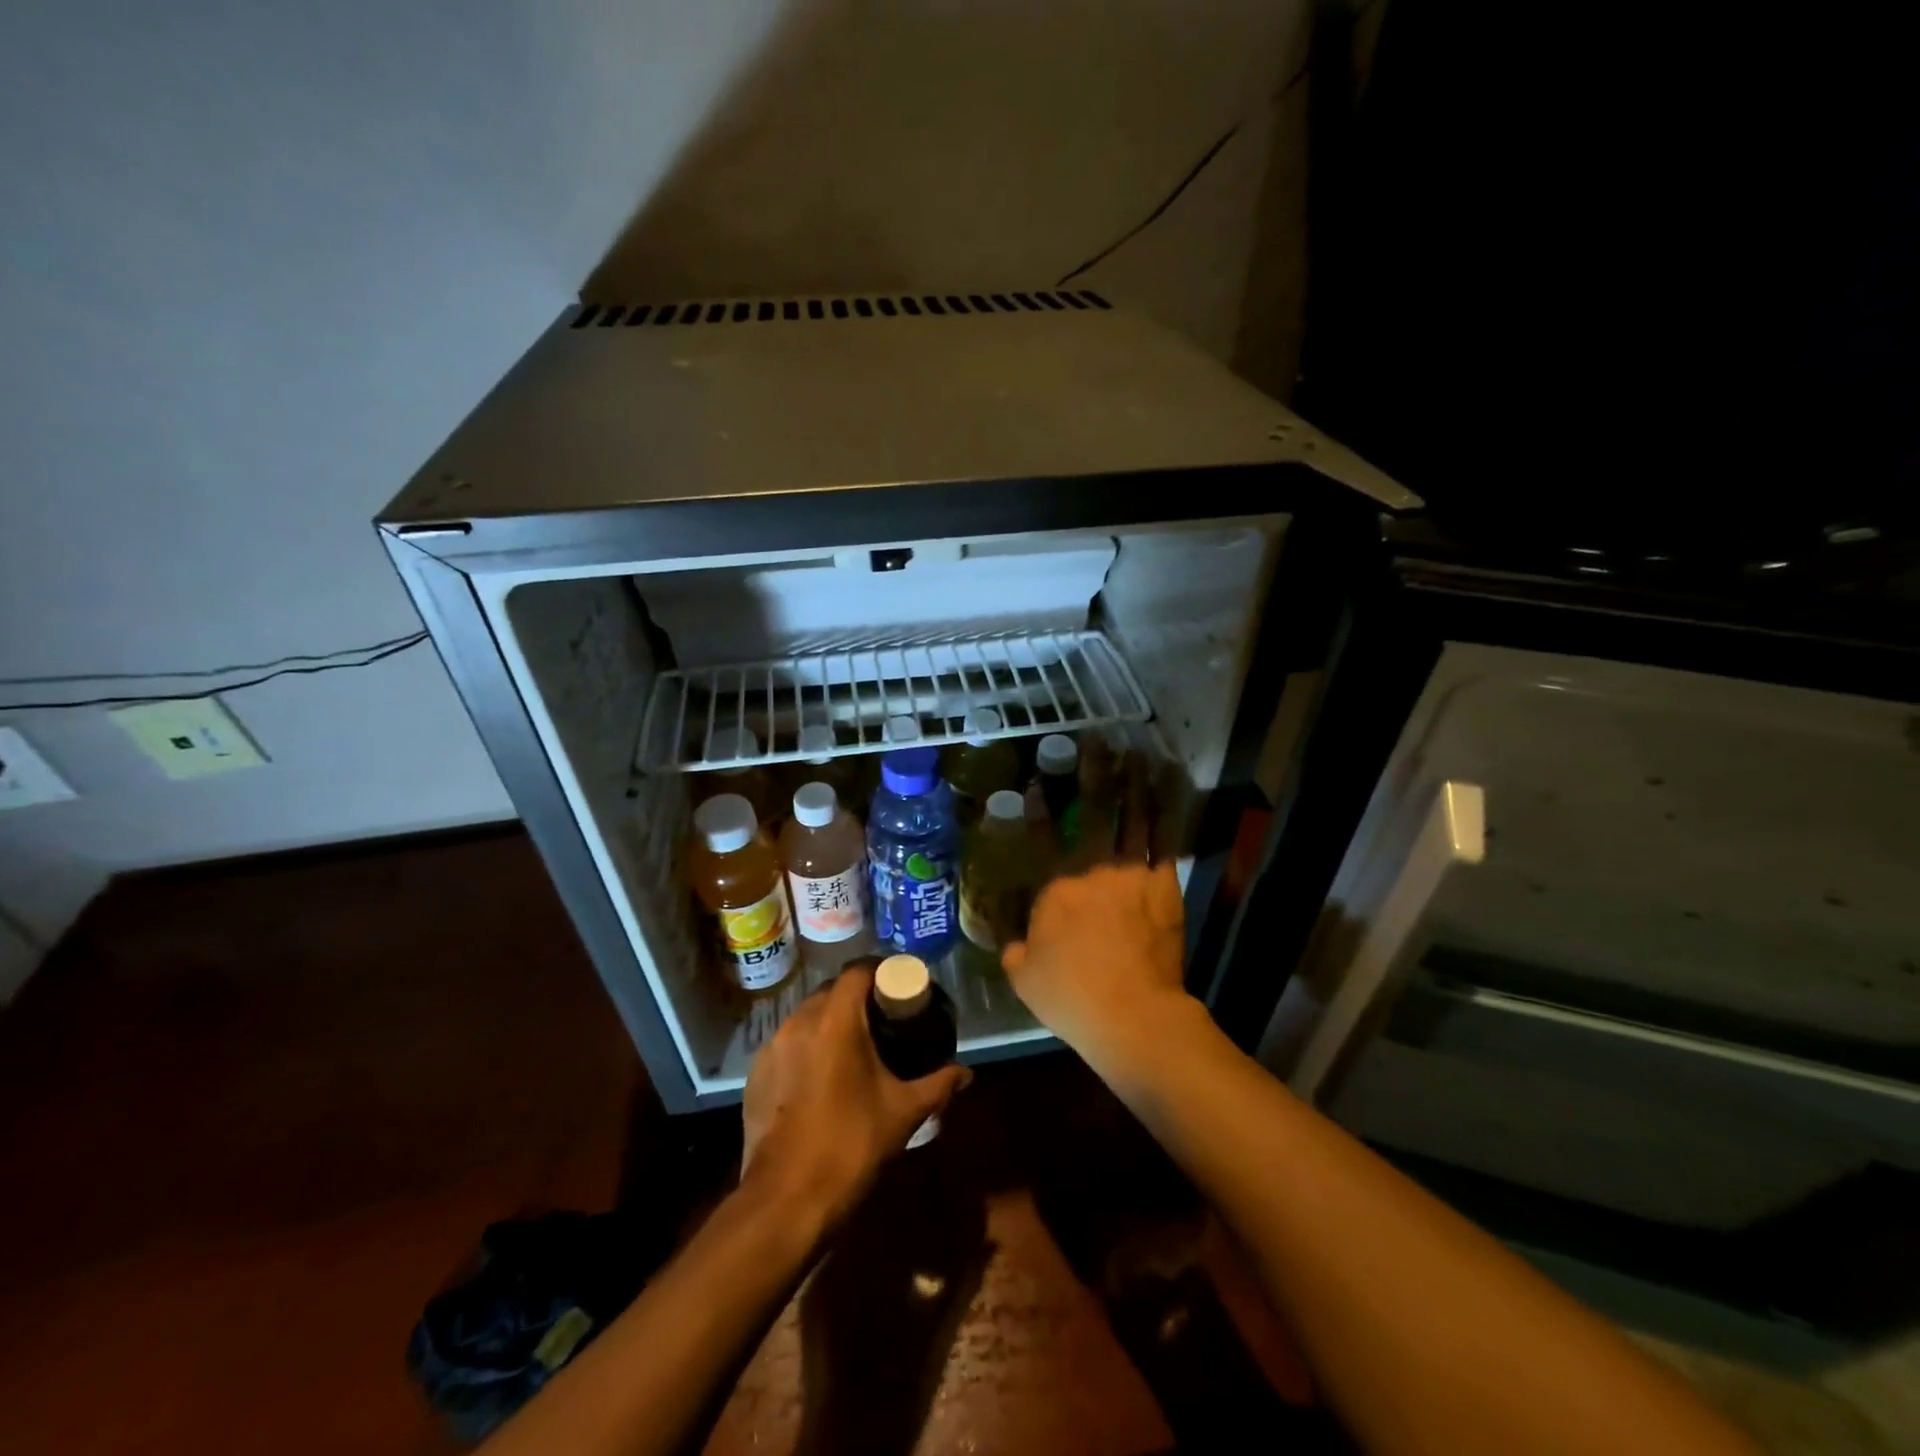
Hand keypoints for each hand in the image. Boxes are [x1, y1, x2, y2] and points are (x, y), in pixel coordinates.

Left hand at [741, 967, 968, 1227]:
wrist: (786, 1201)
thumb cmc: (850, 1145)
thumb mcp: (903, 1112)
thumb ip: (938, 1084)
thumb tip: (966, 1073)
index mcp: (835, 1020)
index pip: (856, 971)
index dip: (879, 971)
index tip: (898, 987)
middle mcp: (799, 1022)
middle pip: (830, 991)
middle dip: (856, 998)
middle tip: (882, 1019)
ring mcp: (771, 1048)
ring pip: (806, 1017)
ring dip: (830, 1022)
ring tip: (853, 1048)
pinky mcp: (755, 1075)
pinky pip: (787, 1045)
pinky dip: (807, 1048)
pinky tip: (821, 1078)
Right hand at [1001, 862, 1196, 1074]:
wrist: (1134, 1016)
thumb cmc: (1072, 999)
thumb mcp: (1024, 983)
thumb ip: (1016, 954)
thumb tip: (1018, 945)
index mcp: (1055, 894)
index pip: (1055, 897)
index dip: (1061, 919)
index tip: (1068, 941)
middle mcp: (1091, 876)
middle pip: (1090, 881)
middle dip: (1094, 901)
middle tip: (1102, 931)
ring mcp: (1131, 880)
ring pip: (1125, 873)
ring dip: (1126, 888)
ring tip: (1132, 915)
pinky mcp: (1164, 890)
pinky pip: (1161, 870)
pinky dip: (1158, 881)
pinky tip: (1158, 897)